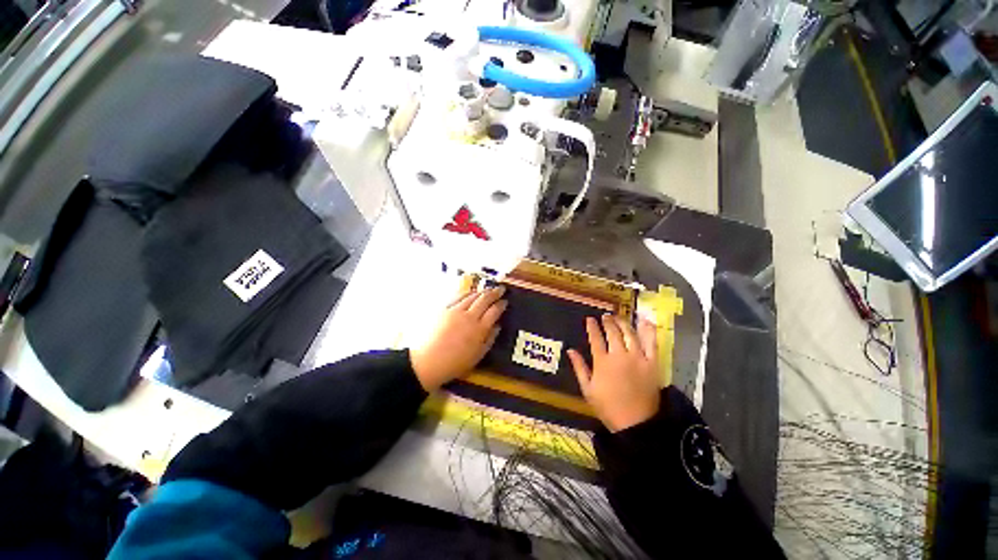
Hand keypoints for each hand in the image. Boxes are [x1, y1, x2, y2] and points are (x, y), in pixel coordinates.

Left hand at [410, 286, 506, 391]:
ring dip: (482, 292)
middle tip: (500, 289)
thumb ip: (489, 339)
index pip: (494, 311)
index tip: (505, 301)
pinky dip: (467, 293)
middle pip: (484, 300)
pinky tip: (470, 292)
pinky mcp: (443, 309)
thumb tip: (497, 326)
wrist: (428, 362)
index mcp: (479, 329)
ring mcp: (455, 311)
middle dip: (494, 293)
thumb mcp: (477, 356)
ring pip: (472, 296)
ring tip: (487, 290)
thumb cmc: (455, 363)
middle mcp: (469, 316)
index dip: (501, 305)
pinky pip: (458, 297)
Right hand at [567, 315, 659, 432]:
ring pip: (629, 333)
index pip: (595, 338)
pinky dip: (648, 330)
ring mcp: (637, 358)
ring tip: (618, 317)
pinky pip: (651, 342)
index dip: (592, 327)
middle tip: (605, 316)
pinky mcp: (652, 363)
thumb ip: (579, 367)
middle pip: (612, 332)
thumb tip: (570, 350)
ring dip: (623, 322)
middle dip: (607, 321)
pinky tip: (644, 320)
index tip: (590, 319)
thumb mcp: (588, 389)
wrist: (637, 423)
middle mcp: (619, 355)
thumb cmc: (608, 407)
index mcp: (602, 362)